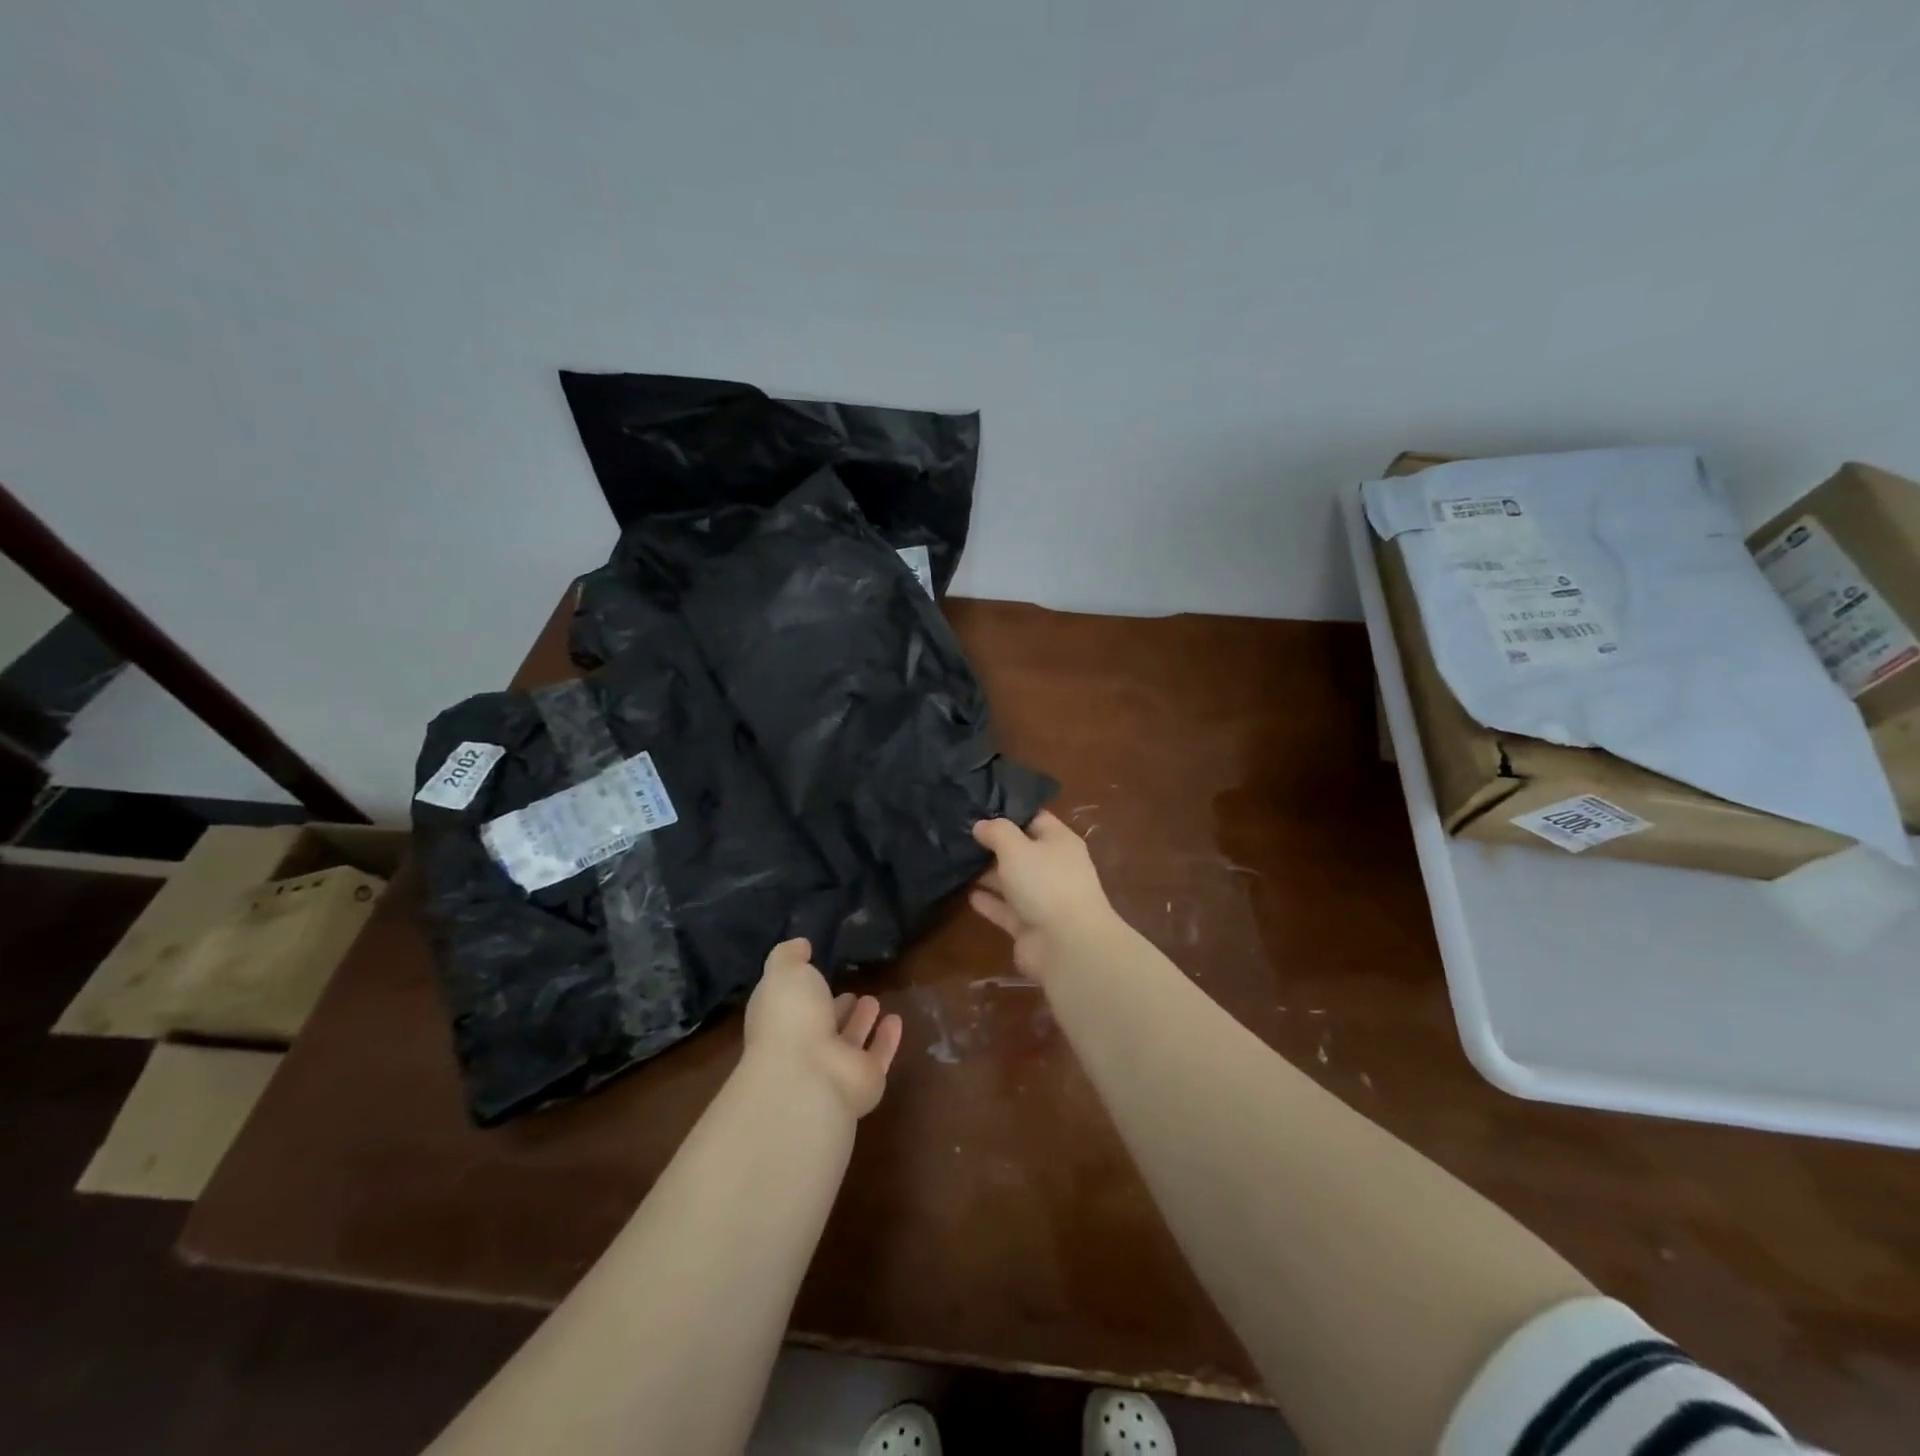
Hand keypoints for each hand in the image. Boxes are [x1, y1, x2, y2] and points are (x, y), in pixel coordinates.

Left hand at [743, 939, 902, 1118]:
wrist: (808, 1077)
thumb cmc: (790, 1019)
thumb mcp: (784, 972)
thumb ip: (789, 956)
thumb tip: (800, 946)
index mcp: (781, 1021)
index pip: (792, 1004)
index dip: (804, 988)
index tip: (817, 969)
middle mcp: (805, 1045)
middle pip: (823, 1024)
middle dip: (835, 1007)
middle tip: (851, 991)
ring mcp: (835, 1066)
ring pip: (850, 1040)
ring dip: (860, 1021)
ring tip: (873, 1000)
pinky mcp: (865, 1080)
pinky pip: (878, 1055)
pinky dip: (887, 1039)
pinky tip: (896, 1020)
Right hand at [969, 811, 1118, 978]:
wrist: (1066, 945)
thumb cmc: (1045, 883)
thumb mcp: (1016, 847)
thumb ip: (996, 832)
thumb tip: (981, 825)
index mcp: (1059, 842)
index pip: (1034, 818)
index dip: (1008, 813)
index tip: (978, 809)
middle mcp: (1053, 867)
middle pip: (1021, 851)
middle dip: (993, 845)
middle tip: (959, 835)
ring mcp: (1042, 899)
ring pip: (1012, 881)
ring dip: (988, 874)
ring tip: (956, 862)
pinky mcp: (1029, 926)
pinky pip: (1006, 909)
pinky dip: (989, 902)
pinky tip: (967, 894)